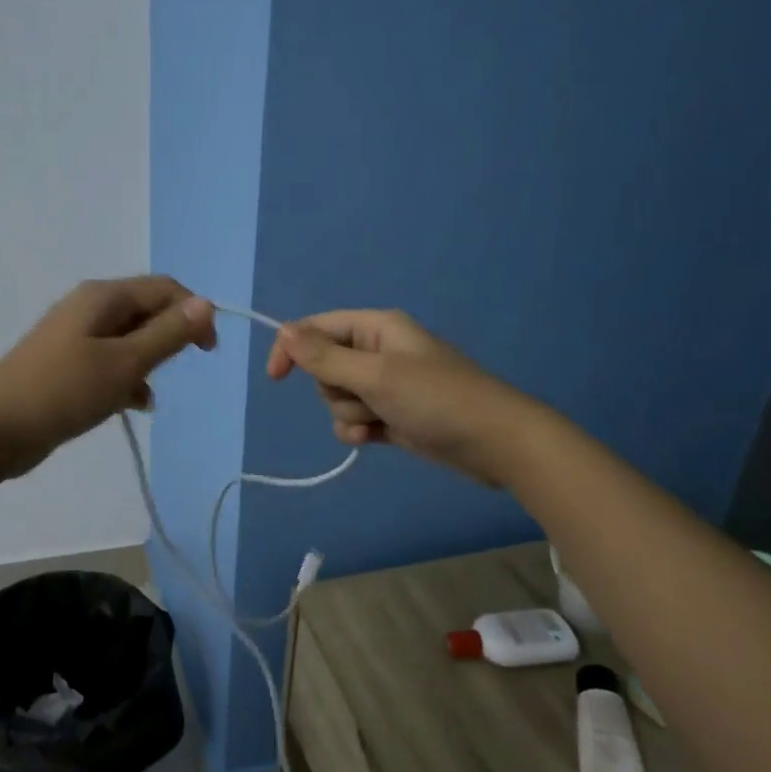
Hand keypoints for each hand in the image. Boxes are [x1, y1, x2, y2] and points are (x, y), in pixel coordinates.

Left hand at [0, 277, 216, 478]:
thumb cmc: (62, 392)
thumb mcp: (124, 364)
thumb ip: (167, 334)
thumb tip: (206, 302)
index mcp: (103, 297)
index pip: (164, 288)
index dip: (194, 312)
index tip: (208, 351)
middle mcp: (89, 308)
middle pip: (146, 311)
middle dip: (169, 338)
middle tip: (175, 372)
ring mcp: (74, 337)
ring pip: (129, 340)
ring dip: (148, 363)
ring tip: (148, 394)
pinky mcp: (66, 365)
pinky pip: (109, 362)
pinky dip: (126, 379)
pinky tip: (132, 405)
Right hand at [266, 309, 526, 486]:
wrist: (495, 443)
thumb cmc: (436, 399)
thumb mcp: (376, 375)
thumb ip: (325, 357)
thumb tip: (284, 331)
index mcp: (377, 327)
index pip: (317, 328)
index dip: (292, 349)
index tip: (275, 378)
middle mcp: (378, 351)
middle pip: (325, 368)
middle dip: (334, 390)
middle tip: (365, 398)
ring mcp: (386, 385)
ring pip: (338, 397)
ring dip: (349, 414)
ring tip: (378, 422)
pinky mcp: (392, 415)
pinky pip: (355, 418)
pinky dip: (359, 429)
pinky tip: (375, 438)